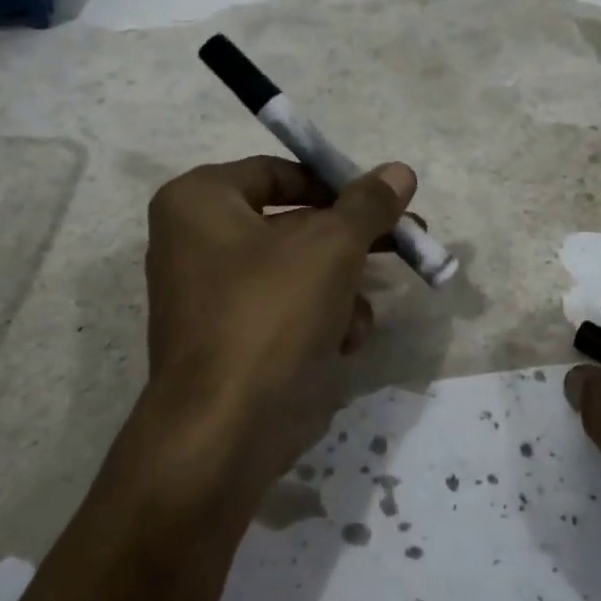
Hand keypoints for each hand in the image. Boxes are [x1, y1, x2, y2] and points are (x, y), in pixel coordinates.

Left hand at [123, 155, 416, 515]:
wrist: (226, 430)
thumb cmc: (271, 313)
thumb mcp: (332, 246)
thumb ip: (368, 204)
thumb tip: (400, 170)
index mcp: (200, 201)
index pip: (279, 171)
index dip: (335, 185)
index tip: (381, 202)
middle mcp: (195, 240)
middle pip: (293, 223)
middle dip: (352, 240)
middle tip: (405, 240)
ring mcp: (210, 294)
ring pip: (297, 270)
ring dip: (342, 287)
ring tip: (366, 311)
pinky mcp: (229, 338)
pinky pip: (284, 308)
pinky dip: (319, 318)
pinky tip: (345, 341)